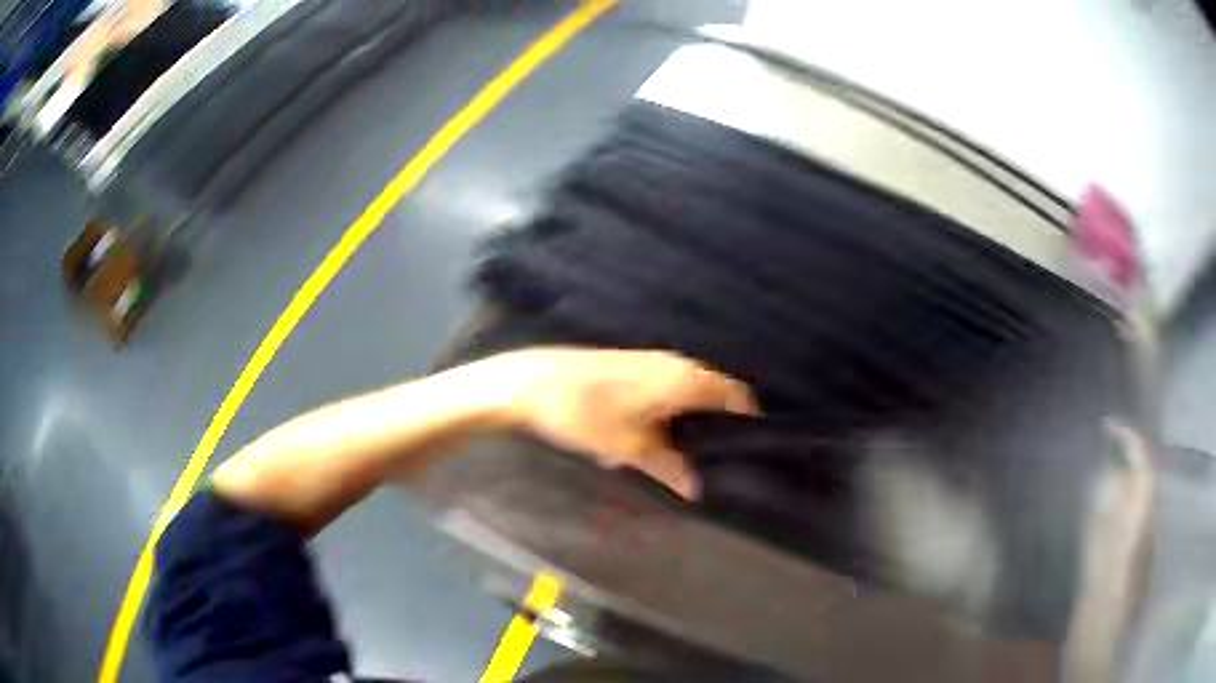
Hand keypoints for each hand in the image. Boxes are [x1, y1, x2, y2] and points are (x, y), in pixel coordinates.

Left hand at [484, 348, 759, 499]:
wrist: (532, 383)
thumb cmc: (585, 414)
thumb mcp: (629, 449)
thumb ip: (668, 468)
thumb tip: (696, 490)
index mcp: (684, 380)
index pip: (736, 396)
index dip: (747, 421)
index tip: (750, 449)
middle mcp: (675, 364)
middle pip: (713, 394)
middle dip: (715, 427)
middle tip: (713, 460)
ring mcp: (652, 361)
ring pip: (686, 393)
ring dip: (685, 422)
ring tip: (674, 455)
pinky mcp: (631, 364)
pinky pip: (664, 389)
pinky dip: (664, 413)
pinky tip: (642, 439)